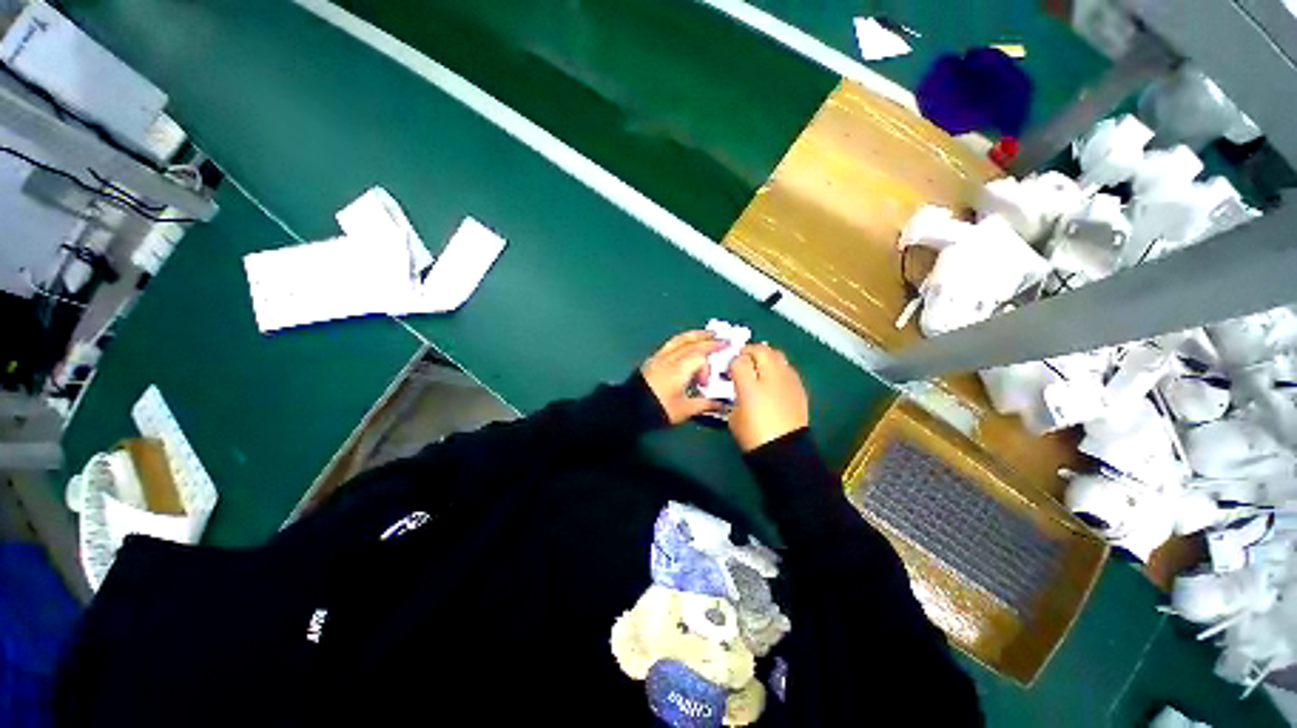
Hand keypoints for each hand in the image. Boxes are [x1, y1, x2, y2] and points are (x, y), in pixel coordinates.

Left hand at [640, 331, 727, 423]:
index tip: (717, 363)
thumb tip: (720, 404)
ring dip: (693, 336)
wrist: (630, 408)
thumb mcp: (685, 409)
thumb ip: (704, 404)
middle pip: (691, 343)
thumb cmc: (659, 408)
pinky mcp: (652, 361)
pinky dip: (682, 342)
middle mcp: (670, 358)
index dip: (711, 359)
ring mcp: (659, 358)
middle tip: (721, 338)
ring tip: (704, 335)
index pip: (700, 355)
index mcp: (680, 368)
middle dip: (707, 339)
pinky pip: (670, 345)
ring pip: (679, 340)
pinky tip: (684, 346)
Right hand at [728, 344, 808, 450]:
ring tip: (759, 367)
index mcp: (749, 385)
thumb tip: (738, 387)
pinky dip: (778, 368)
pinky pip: (787, 368)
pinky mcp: (799, 387)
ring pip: (777, 354)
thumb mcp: (733, 417)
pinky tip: (774, 380)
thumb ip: (734, 395)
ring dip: (766, 357)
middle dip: (749, 352)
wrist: (785, 451)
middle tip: (743, 361)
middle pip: (761, 350)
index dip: (732, 362)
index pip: (739, 360)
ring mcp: (788, 380)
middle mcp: (770, 377)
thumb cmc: (753, 436)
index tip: (729, 369)